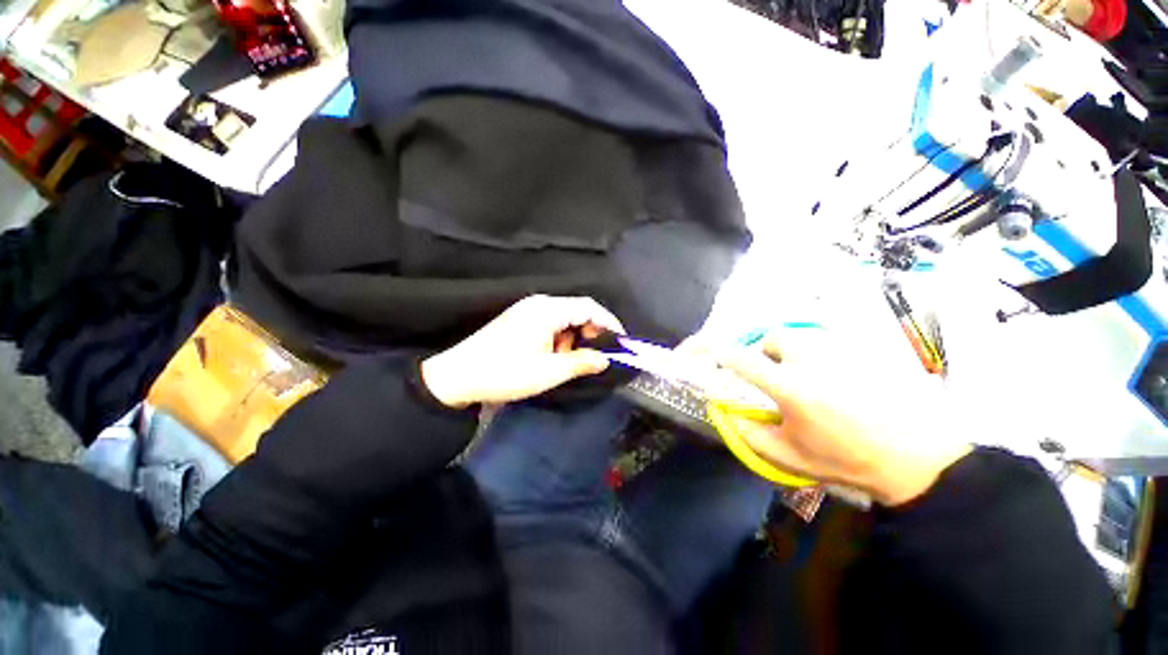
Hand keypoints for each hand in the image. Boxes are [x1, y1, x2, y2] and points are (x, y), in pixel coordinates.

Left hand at [421, 295, 624, 408]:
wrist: (458, 377)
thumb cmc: (506, 372)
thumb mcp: (549, 371)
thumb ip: (581, 362)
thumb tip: (605, 359)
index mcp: (548, 309)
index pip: (589, 307)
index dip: (609, 322)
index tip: (621, 341)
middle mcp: (539, 304)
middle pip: (577, 311)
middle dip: (591, 332)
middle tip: (595, 356)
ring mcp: (527, 311)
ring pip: (564, 319)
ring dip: (573, 339)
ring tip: (569, 361)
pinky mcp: (519, 321)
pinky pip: (550, 324)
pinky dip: (559, 339)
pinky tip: (553, 357)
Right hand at [714, 329, 971, 505]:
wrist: (918, 458)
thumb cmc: (847, 459)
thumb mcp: (790, 457)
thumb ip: (749, 434)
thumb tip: (726, 413)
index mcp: (790, 387)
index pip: (744, 360)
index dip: (724, 355)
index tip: (717, 356)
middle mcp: (812, 360)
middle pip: (774, 337)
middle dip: (768, 353)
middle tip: (778, 374)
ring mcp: (843, 350)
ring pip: (804, 335)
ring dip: (795, 351)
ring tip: (810, 375)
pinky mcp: (867, 349)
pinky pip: (832, 341)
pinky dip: (823, 353)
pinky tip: (840, 377)